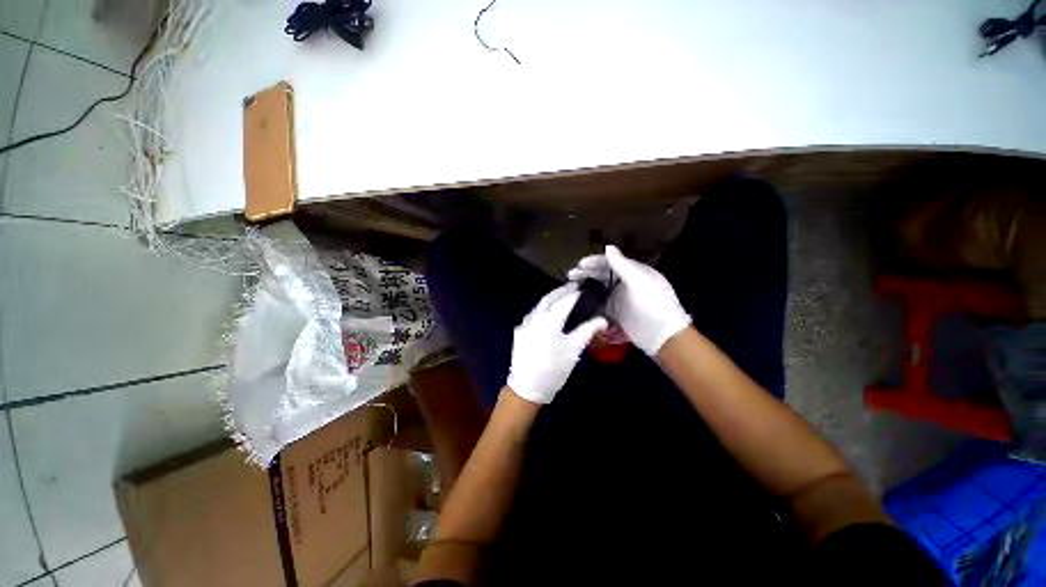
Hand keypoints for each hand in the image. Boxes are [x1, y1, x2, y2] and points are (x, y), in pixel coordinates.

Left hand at [507, 283, 607, 403]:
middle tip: (573, 287)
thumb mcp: (574, 350)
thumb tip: (603, 320)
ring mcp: (524, 324)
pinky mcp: (519, 331)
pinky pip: (533, 314)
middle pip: (549, 299)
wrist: (527, 387)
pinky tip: (549, 312)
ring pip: (539, 305)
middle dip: (561, 291)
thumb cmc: (554, 369)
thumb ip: (587, 331)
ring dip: (551, 298)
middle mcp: (535, 319)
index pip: (564, 302)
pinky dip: (543, 309)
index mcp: (549, 322)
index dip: (574, 294)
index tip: (583, 289)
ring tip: (562, 296)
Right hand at [568, 245, 689, 355]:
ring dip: (587, 285)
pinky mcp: (617, 311)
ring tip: (571, 286)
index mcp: (634, 271)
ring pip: (600, 287)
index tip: (579, 264)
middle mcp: (627, 282)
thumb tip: (607, 247)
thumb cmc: (653, 304)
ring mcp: (621, 297)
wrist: (663, 335)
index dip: (595, 261)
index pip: (611, 261)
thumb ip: (621, 265)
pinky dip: (590, 299)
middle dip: (587, 273)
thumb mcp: (638, 281)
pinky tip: (579, 300)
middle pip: (603, 274)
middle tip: (571, 275)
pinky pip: (601, 302)